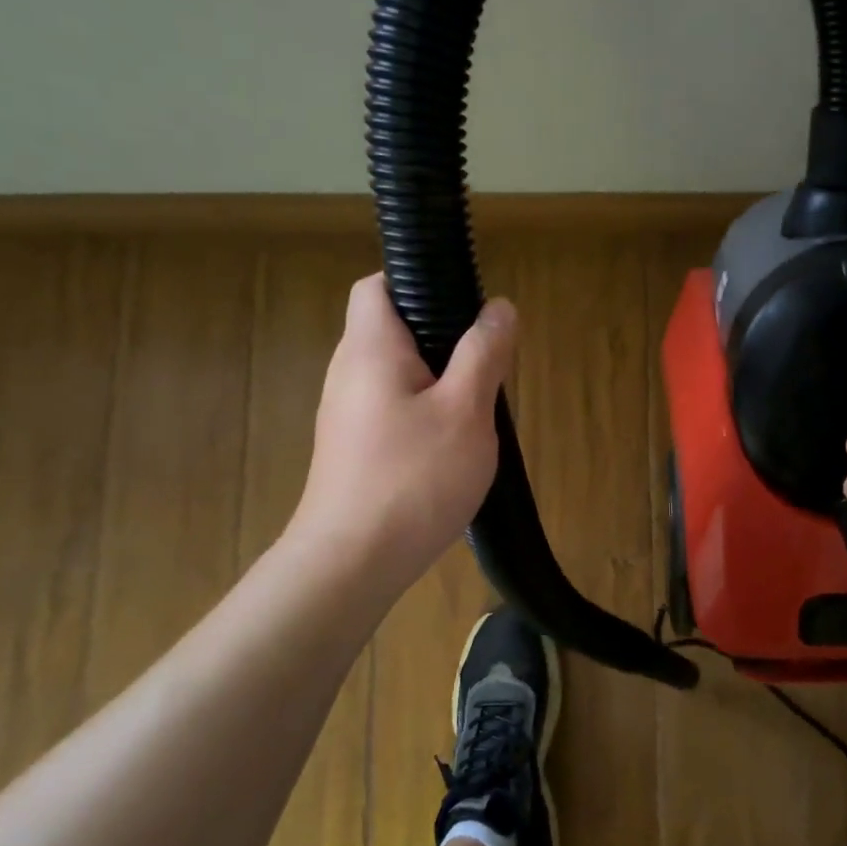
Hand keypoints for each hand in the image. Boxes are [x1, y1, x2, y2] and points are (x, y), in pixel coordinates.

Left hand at [290, 274, 516, 601]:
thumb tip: (499, 307)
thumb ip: (483, 354)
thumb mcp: (465, 411)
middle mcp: (349, 372)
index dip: (417, 281)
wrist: (351, 564)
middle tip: (485, 365)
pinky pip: (393, 409)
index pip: (378, 286)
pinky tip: (452, 446)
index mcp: (370, 349)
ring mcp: (347, 414)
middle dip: (442, 338)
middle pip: (393, 330)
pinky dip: (424, 413)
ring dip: (438, 380)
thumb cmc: (412, 478)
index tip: (463, 305)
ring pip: (398, 374)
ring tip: (476, 407)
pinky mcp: (354, 449)